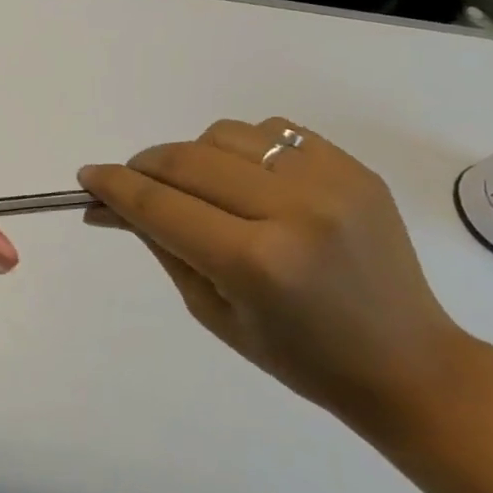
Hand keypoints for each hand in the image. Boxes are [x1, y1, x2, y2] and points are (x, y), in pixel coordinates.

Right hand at [78, 118, 475, 425]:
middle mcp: (294, 210)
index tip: (87, 178)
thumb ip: (160, 244)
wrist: (406, 361)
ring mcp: (331, 182)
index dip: (114, 186)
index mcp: (255, 261)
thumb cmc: (296, 355)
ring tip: (196, 188)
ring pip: (225, 134)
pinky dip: (242, 150)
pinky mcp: (355, 169)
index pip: (160, 204)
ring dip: (192, 156)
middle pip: (187, 160)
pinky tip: (246, 181)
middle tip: (129, 184)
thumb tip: (108, 205)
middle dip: (143, 168)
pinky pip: (273, 131)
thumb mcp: (209, 308)